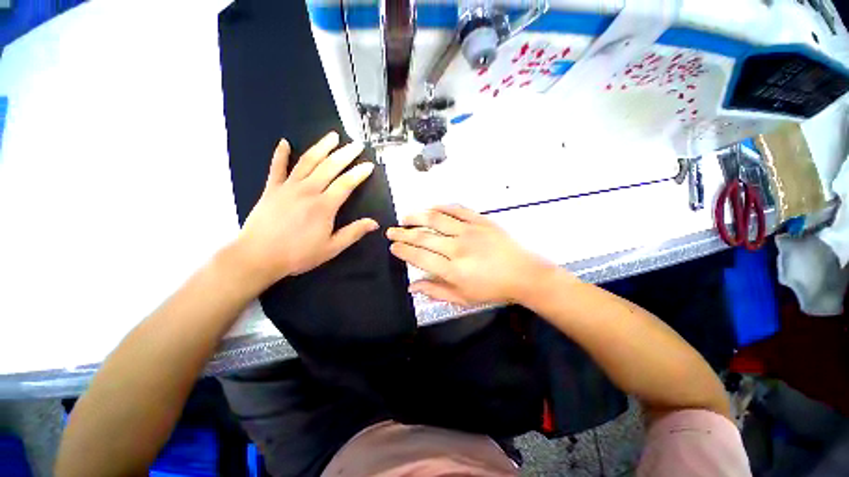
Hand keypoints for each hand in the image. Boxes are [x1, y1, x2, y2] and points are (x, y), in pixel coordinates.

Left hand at [235, 132, 377, 285]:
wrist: (258, 257)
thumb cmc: (298, 254)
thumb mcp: (331, 248)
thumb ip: (353, 233)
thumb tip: (375, 223)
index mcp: (324, 206)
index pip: (346, 183)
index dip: (359, 173)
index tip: (369, 165)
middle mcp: (308, 190)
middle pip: (329, 167)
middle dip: (345, 154)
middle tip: (356, 144)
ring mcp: (288, 187)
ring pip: (307, 161)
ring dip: (321, 147)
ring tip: (333, 136)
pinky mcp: (271, 189)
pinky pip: (276, 167)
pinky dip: (280, 154)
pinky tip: (284, 143)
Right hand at [387, 204, 560, 305]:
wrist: (524, 274)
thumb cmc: (493, 290)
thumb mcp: (463, 298)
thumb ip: (436, 291)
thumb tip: (412, 286)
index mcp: (453, 270)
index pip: (419, 257)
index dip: (403, 251)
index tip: (393, 246)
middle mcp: (457, 248)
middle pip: (423, 237)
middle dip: (403, 233)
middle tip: (391, 230)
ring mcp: (469, 231)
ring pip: (437, 219)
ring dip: (418, 216)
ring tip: (405, 217)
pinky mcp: (481, 221)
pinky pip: (457, 210)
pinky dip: (442, 207)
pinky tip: (432, 207)